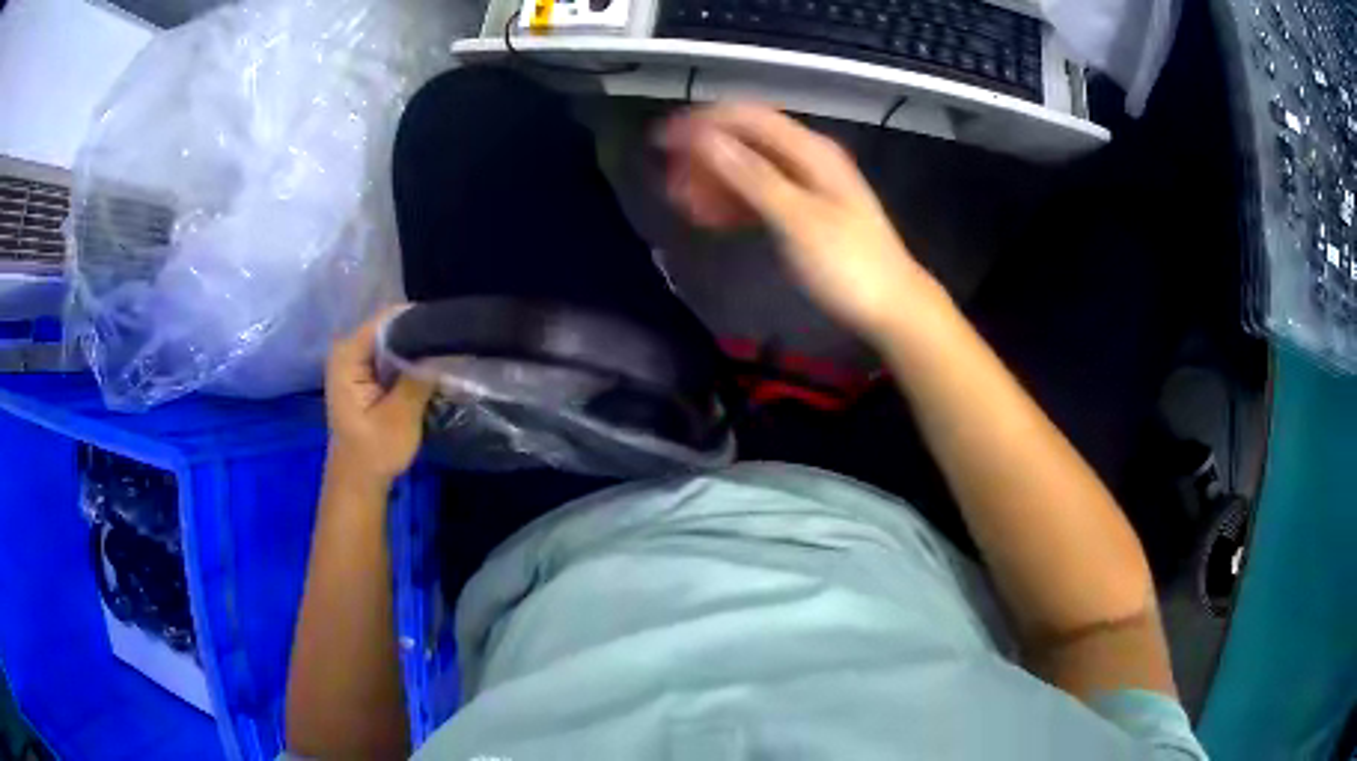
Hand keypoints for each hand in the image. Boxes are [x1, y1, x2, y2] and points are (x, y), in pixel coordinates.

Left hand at [325, 308, 433, 486]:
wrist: (358, 481)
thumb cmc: (374, 452)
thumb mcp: (400, 417)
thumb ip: (419, 379)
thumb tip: (445, 350)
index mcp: (348, 355)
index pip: (387, 320)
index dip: (419, 320)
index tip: (450, 329)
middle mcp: (348, 349)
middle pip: (391, 326)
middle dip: (421, 333)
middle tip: (454, 343)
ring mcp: (355, 360)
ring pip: (394, 340)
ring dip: (418, 348)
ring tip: (449, 353)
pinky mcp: (364, 373)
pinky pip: (391, 354)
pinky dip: (410, 361)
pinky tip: (432, 368)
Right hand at [656, 103, 949, 343]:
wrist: (893, 308)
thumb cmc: (848, 265)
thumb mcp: (797, 219)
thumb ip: (751, 176)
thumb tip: (704, 139)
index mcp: (809, 151)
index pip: (746, 117)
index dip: (701, 122)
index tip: (661, 141)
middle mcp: (807, 158)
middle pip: (745, 141)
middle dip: (703, 156)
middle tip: (668, 183)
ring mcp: (807, 185)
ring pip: (749, 169)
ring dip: (714, 180)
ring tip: (682, 204)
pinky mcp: (804, 212)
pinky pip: (760, 195)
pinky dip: (734, 201)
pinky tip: (712, 218)